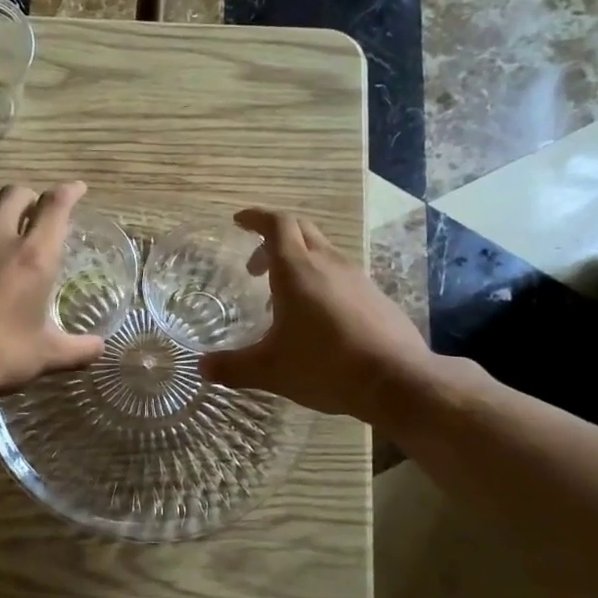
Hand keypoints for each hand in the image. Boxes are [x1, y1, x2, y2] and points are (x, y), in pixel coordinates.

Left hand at [0, 181, 104, 403]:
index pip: (54, 206)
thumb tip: (99, 348)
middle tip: (42, 213)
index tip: (79, 189)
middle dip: (32, 197)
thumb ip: (78, 350)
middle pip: (15, 195)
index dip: (70, 191)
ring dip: (4, 218)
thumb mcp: (45, 356)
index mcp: (33, 256)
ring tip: (13, 241)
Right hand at [199, 208, 435, 425]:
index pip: (277, 224)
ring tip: (281, 297)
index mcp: (297, 270)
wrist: (396, 379)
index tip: (239, 222)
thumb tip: (202, 367)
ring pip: (322, 251)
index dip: (256, 217)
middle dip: (274, 237)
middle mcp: (328, 263)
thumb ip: (233, 367)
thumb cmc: (325, 366)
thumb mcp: (270, 370)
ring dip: (298, 261)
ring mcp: (357, 277)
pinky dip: (320, 280)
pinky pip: (341, 274)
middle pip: (301, 229)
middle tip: (254, 265)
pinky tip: (316, 316)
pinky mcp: (375, 295)